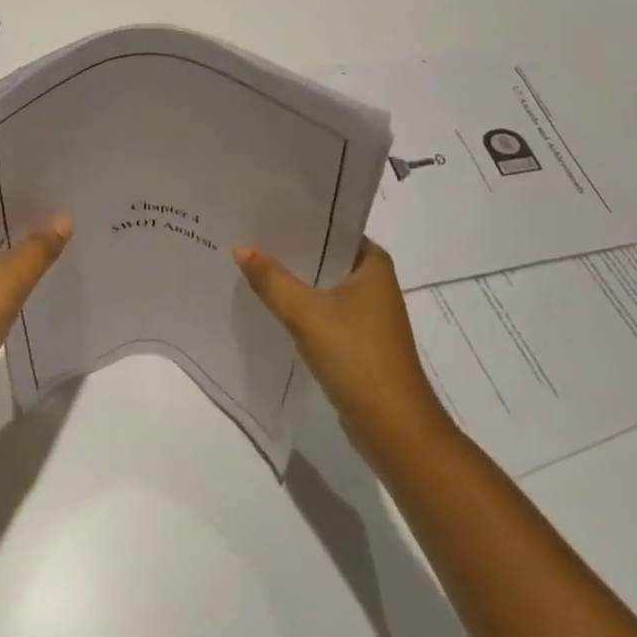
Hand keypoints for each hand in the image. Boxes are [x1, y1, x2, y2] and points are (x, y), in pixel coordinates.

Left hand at [0, 205, 71, 422]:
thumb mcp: (8, 281)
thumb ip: (39, 248)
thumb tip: (65, 218)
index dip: (26, 191)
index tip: (61, 185)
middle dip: (33, 219)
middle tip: (75, 207)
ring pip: (0, 253)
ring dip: (28, 248)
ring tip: (71, 236)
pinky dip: (21, 274)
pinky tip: (50, 274)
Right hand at [235, 238, 451, 462]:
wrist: (393, 428)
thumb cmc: (357, 357)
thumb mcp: (307, 314)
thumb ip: (272, 280)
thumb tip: (242, 247)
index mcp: (373, 262)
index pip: (333, 226)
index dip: (299, 218)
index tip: (264, 208)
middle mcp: (374, 281)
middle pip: (325, 255)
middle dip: (291, 249)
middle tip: (249, 233)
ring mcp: (367, 312)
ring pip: (323, 284)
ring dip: (294, 278)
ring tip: (252, 262)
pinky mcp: (358, 338)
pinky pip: (324, 310)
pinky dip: (301, 305)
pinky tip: (271, 302)